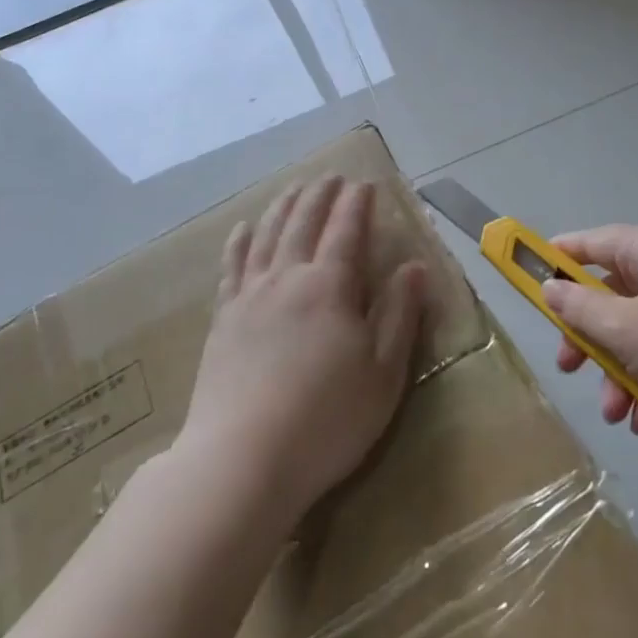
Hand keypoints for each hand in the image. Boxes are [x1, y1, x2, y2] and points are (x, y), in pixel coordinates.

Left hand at [184, 175, 425, 525]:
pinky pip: (232, 265)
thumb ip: (399, 315)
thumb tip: (414, 266)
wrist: (243, 460)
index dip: (358, 204)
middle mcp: (287, 278)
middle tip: (331, 176)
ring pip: (267, 235)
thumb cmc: (327, 420)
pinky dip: (240, 240)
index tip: (365, 184)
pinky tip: (243, 228)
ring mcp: (249, 296)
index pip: (347, 231)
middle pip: (304, 222)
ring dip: (284, 206)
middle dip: (320, 195)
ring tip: (294, 188)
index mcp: (330, 287)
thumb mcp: (383, 373)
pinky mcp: (223, 319)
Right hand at [542, 225, 637, 445]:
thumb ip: (580, 309)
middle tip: (569, 367)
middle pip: (611, 294)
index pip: (589, 243)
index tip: (526, 284)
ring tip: (617, 414)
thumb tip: (551, 289)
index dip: (554, 261)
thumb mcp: (628, 330)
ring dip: (620, 372)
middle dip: (589, 338)